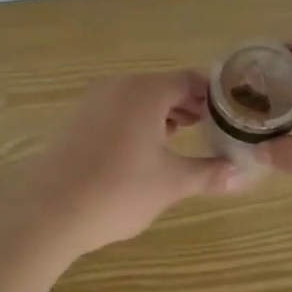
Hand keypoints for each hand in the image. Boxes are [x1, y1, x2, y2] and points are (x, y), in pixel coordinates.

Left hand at [11, 71, 240, 258]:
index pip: (190, 80)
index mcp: (146, 92)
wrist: (49, 211)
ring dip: (165, 113)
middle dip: (191, 105)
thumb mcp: (171, 183)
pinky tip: (148, 148)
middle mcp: (120, 87)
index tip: (234, 113)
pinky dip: (140, 120)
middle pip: (165, 86)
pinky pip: (120, 109)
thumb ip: (208, 173)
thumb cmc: (118, 191)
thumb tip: (242, 174)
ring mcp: (95, 101)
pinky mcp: (79, 119)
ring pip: (140, 98)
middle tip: (215, 127)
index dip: (215, 95)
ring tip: (185, 136)